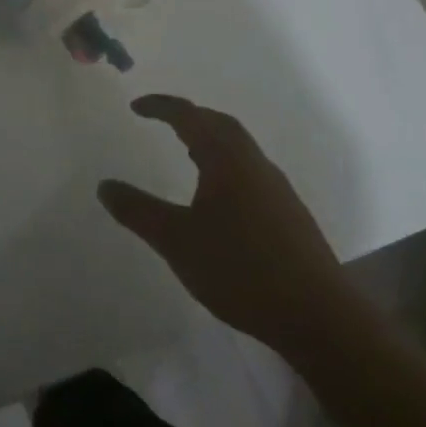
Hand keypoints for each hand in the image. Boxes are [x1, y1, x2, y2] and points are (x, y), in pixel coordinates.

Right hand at [98, 96, 353, 351]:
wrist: (321, 320)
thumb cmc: (241, 270)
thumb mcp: (176, 241)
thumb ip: (137, 211)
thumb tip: (104, 185)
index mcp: (226, 160)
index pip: (189, 116)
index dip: (161, 106)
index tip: (136, 107)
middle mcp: (255, 165)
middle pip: (221, 125)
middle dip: (190, 117)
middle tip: (163, 121)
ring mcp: (278, 191)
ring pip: (240, 149)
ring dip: (211, 141)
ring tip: (187, 152)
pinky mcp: (291, 217)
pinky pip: (252, 172)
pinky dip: (228, 166)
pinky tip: (220, 197)